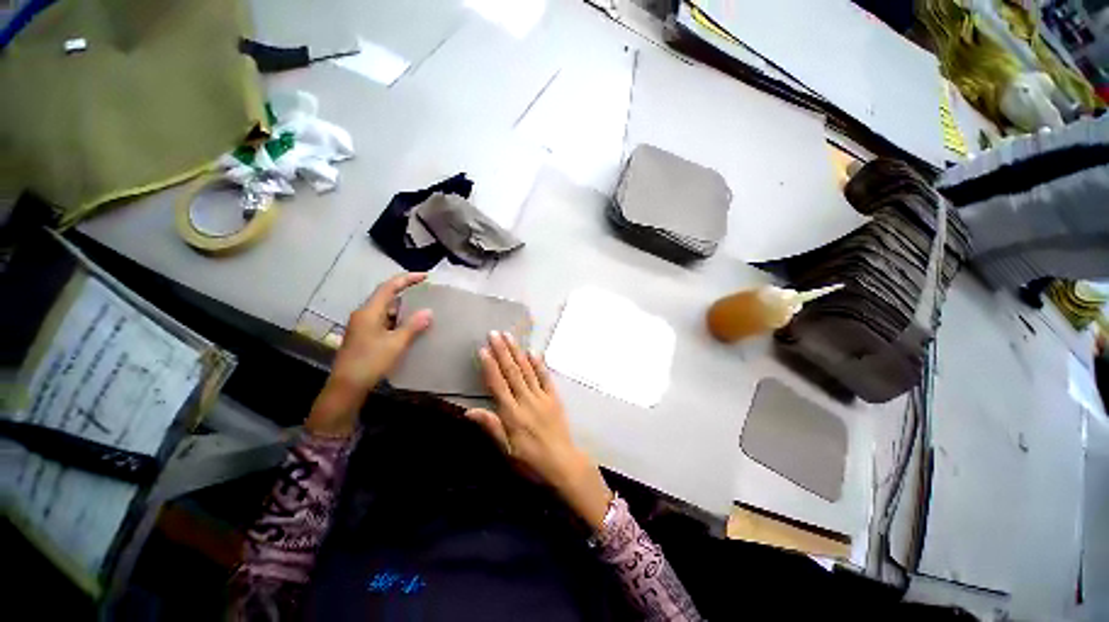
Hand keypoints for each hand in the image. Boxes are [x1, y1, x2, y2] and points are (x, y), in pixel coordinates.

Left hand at [306, 273, 432, 437]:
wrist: (346, 387)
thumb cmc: (370, 362)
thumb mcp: (395, 344)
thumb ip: (413, 326)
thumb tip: (429, 311)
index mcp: (369, 312)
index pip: (389, 287)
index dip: (407, 279)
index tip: (425, 276)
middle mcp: (364, 315)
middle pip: (387, 297)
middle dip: (408, 294)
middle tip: (428, 294)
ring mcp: (364, 326)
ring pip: (387, 311)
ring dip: (404, 309)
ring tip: (425, 310)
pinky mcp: (365, 336)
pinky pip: (385, 322)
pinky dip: (399, 321)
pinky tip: (412, 327)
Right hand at [466, 331, 613, 529]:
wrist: (563, 464)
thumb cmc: (531, 461)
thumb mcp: (506, 451)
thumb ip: (490, 427)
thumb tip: (469, 411)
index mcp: (512, 414)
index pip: (498, 384)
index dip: (490, 366)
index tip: (483, 349)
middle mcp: (526, 400)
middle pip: (512, 372)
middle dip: (502, 351)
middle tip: (494, 333)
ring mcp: (542, 397)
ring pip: (527, 370)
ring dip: (517, 352)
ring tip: (509, 336)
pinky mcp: (554, 398)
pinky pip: (545, 377)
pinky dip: (539, 364)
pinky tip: (532, 352)